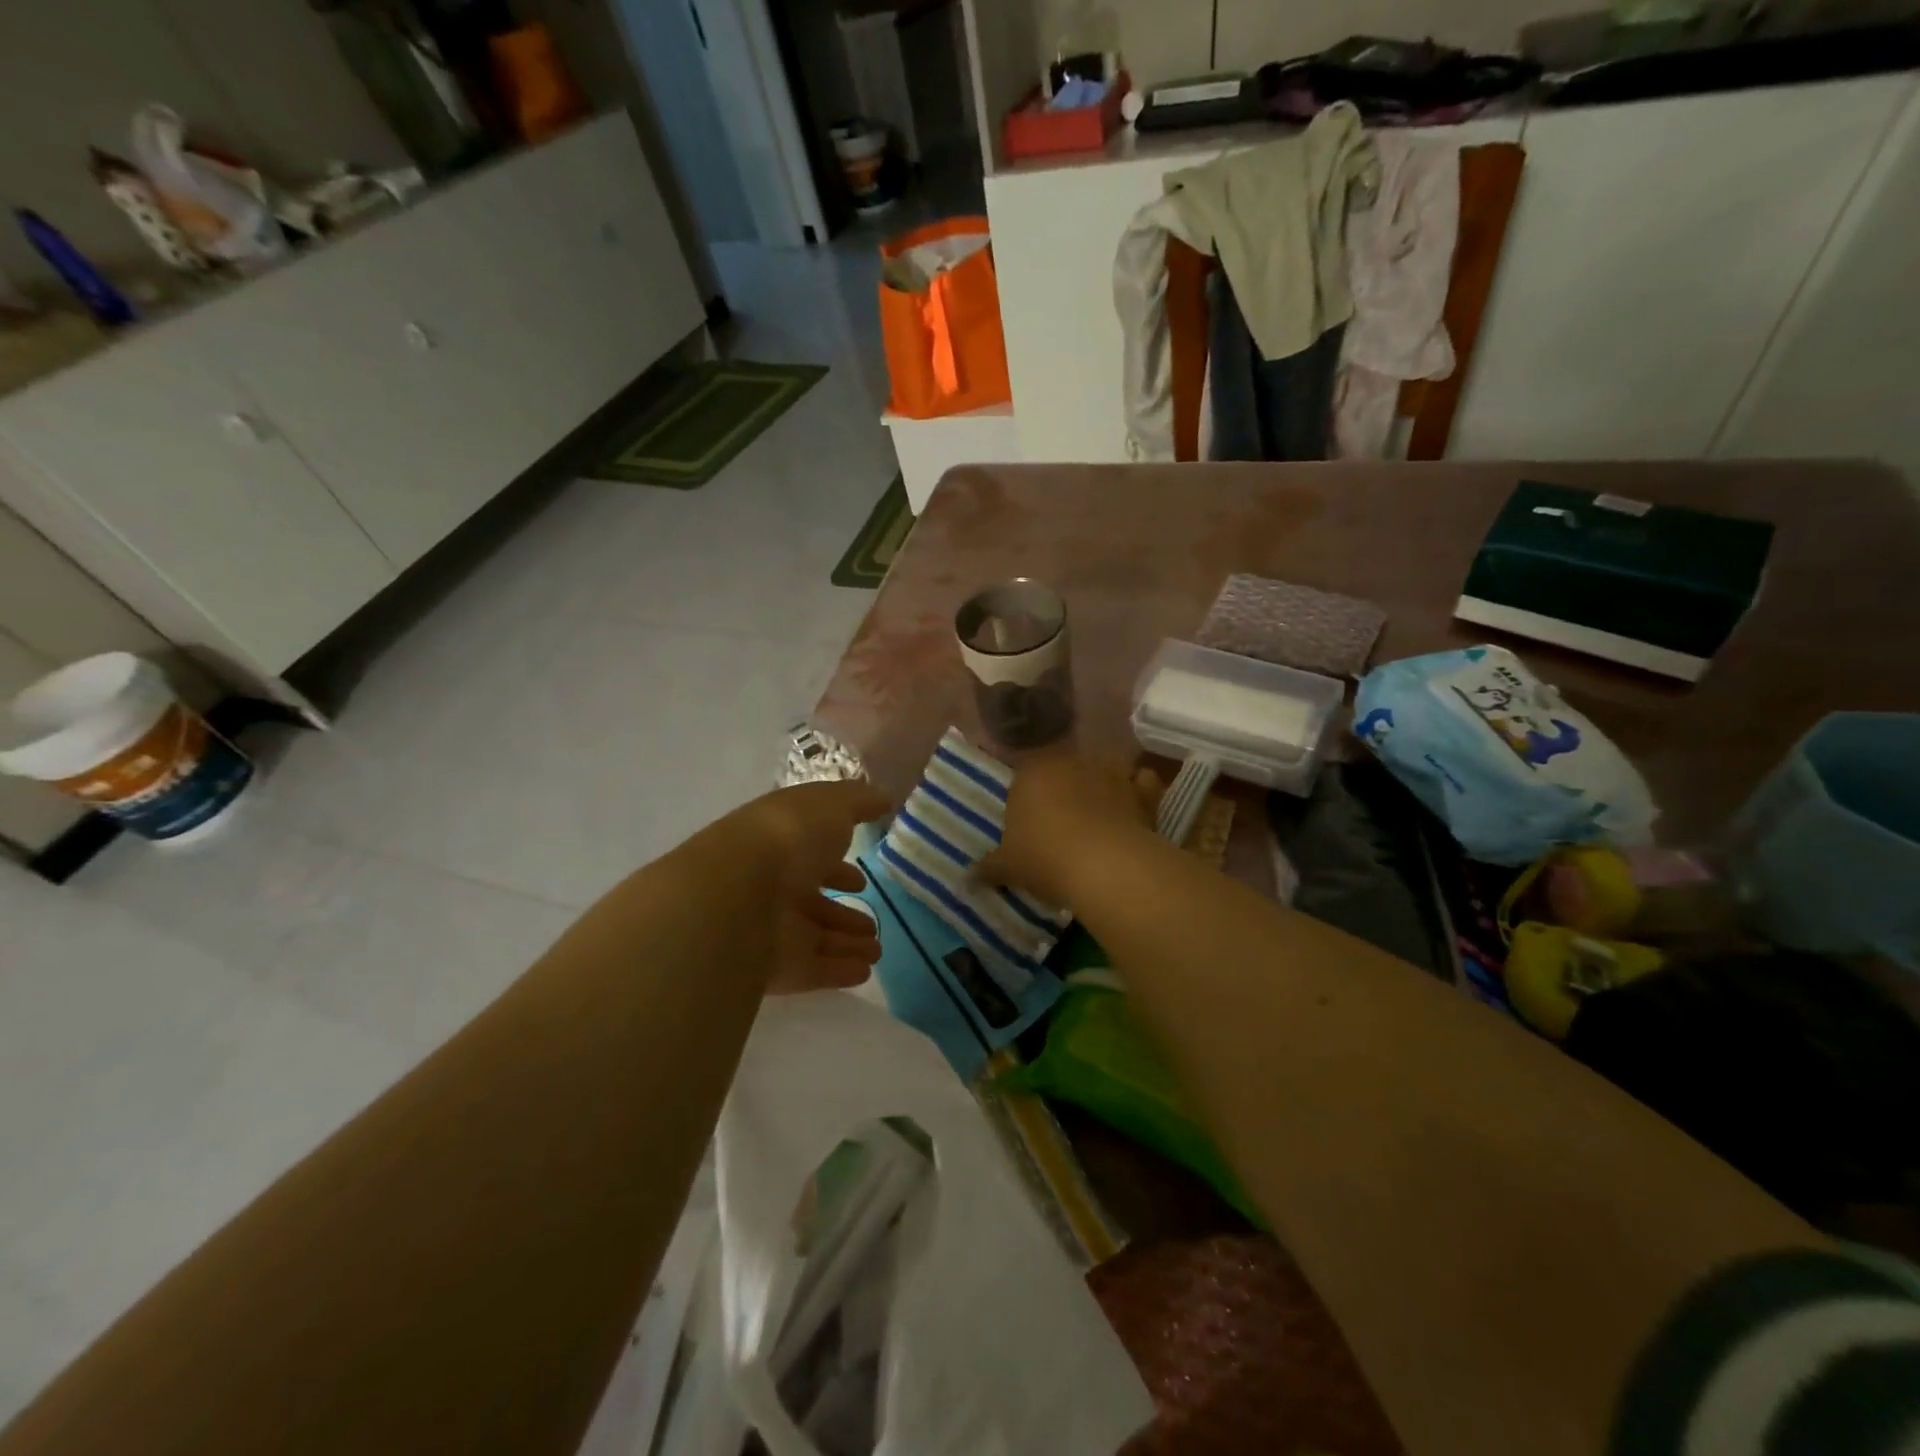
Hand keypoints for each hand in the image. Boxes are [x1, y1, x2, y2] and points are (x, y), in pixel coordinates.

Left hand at [731, 780, 891, 994]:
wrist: (737, 894)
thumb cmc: (788, 837)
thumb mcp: (831, 804)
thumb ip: (859, 802)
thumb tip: (884, 798)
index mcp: (780, 844)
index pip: (810, 856)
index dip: (836, 866)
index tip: (860, 879)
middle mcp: (772, 886)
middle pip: (812, 902)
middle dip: (843, 913)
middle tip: (872, 925)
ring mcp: (770, 928)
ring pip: (815, 937)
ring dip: (846, 943)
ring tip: (877, 950)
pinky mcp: (775, 967)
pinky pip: (813, 969)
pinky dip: (838, 971)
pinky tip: (865, 971)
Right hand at [976, 752, 1159, 905]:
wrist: (1104, 865)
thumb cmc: (1044, 858)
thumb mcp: (1008, 867)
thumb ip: (988, 867)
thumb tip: (966, 877)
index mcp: (1031, 773)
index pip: (1023, 778)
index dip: (1025, 802)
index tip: (1027, 829)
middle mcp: (1070, 763)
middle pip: (1062, 773)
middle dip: (1061, 793)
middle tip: (1059, 828)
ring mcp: (1109, 773)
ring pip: (1100, 774)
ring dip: (1099, 790)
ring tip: (1096, 823)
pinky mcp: (1141, 791)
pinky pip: (1141, 784)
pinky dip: (1139, 793)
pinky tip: (1134, 812)